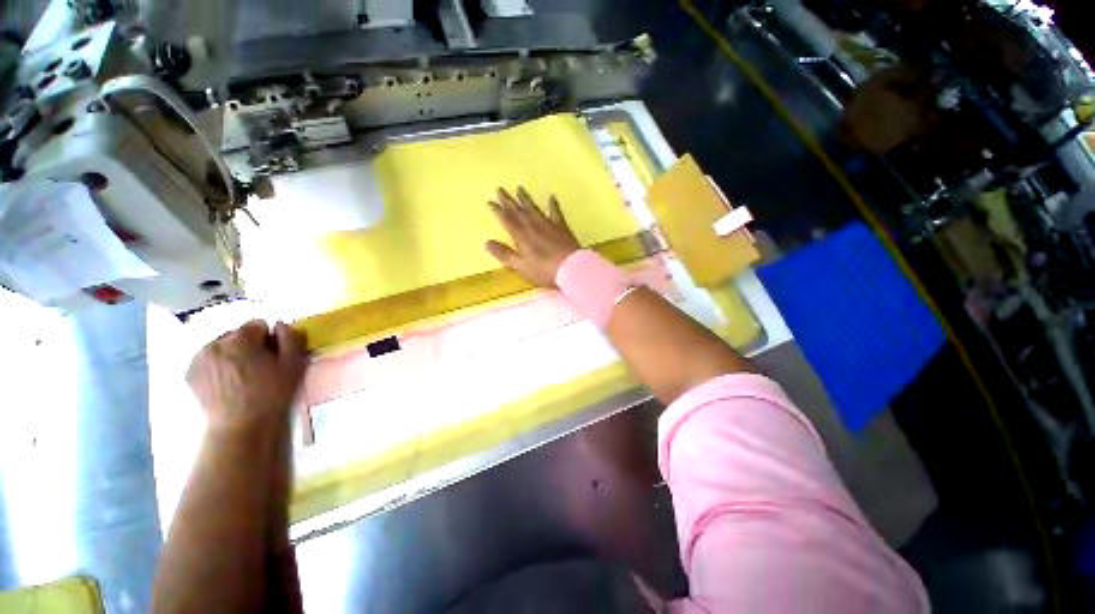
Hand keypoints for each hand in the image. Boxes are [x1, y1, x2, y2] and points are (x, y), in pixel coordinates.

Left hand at [186, 320, 307, 434]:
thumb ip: (291, 338)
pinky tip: (227, 383)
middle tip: (259, 367)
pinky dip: (218, 367)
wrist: (241, 426)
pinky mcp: (190, 374)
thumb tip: (281, 325)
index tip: (274, 356)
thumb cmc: (272, 393)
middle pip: (237, 335)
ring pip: (221, 347)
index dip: (270, 339)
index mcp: (241, 338)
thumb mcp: (294, 364)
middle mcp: (215, 343)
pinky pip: (208, 361)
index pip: (258, 325)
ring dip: (232, 355)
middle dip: (249, 345)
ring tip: (243, 377)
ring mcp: (198, 359)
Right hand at [486, 187, 580, 286]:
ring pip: (534, 209)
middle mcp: (533, 226)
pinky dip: (553, 204)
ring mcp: (548, 225)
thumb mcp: (521, 266)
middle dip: (508, 200)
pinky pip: (556, 212)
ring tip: (520, 188)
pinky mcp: (561, 227)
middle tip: (500, 189)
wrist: (571, 268)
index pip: (507, 220)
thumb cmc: (544, 271)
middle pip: (519, 211)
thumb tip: (487, 243)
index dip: (498, 210)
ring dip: (526, 199)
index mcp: (522, 236)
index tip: (490, 201)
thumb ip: (505, 254)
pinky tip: (551, 197)